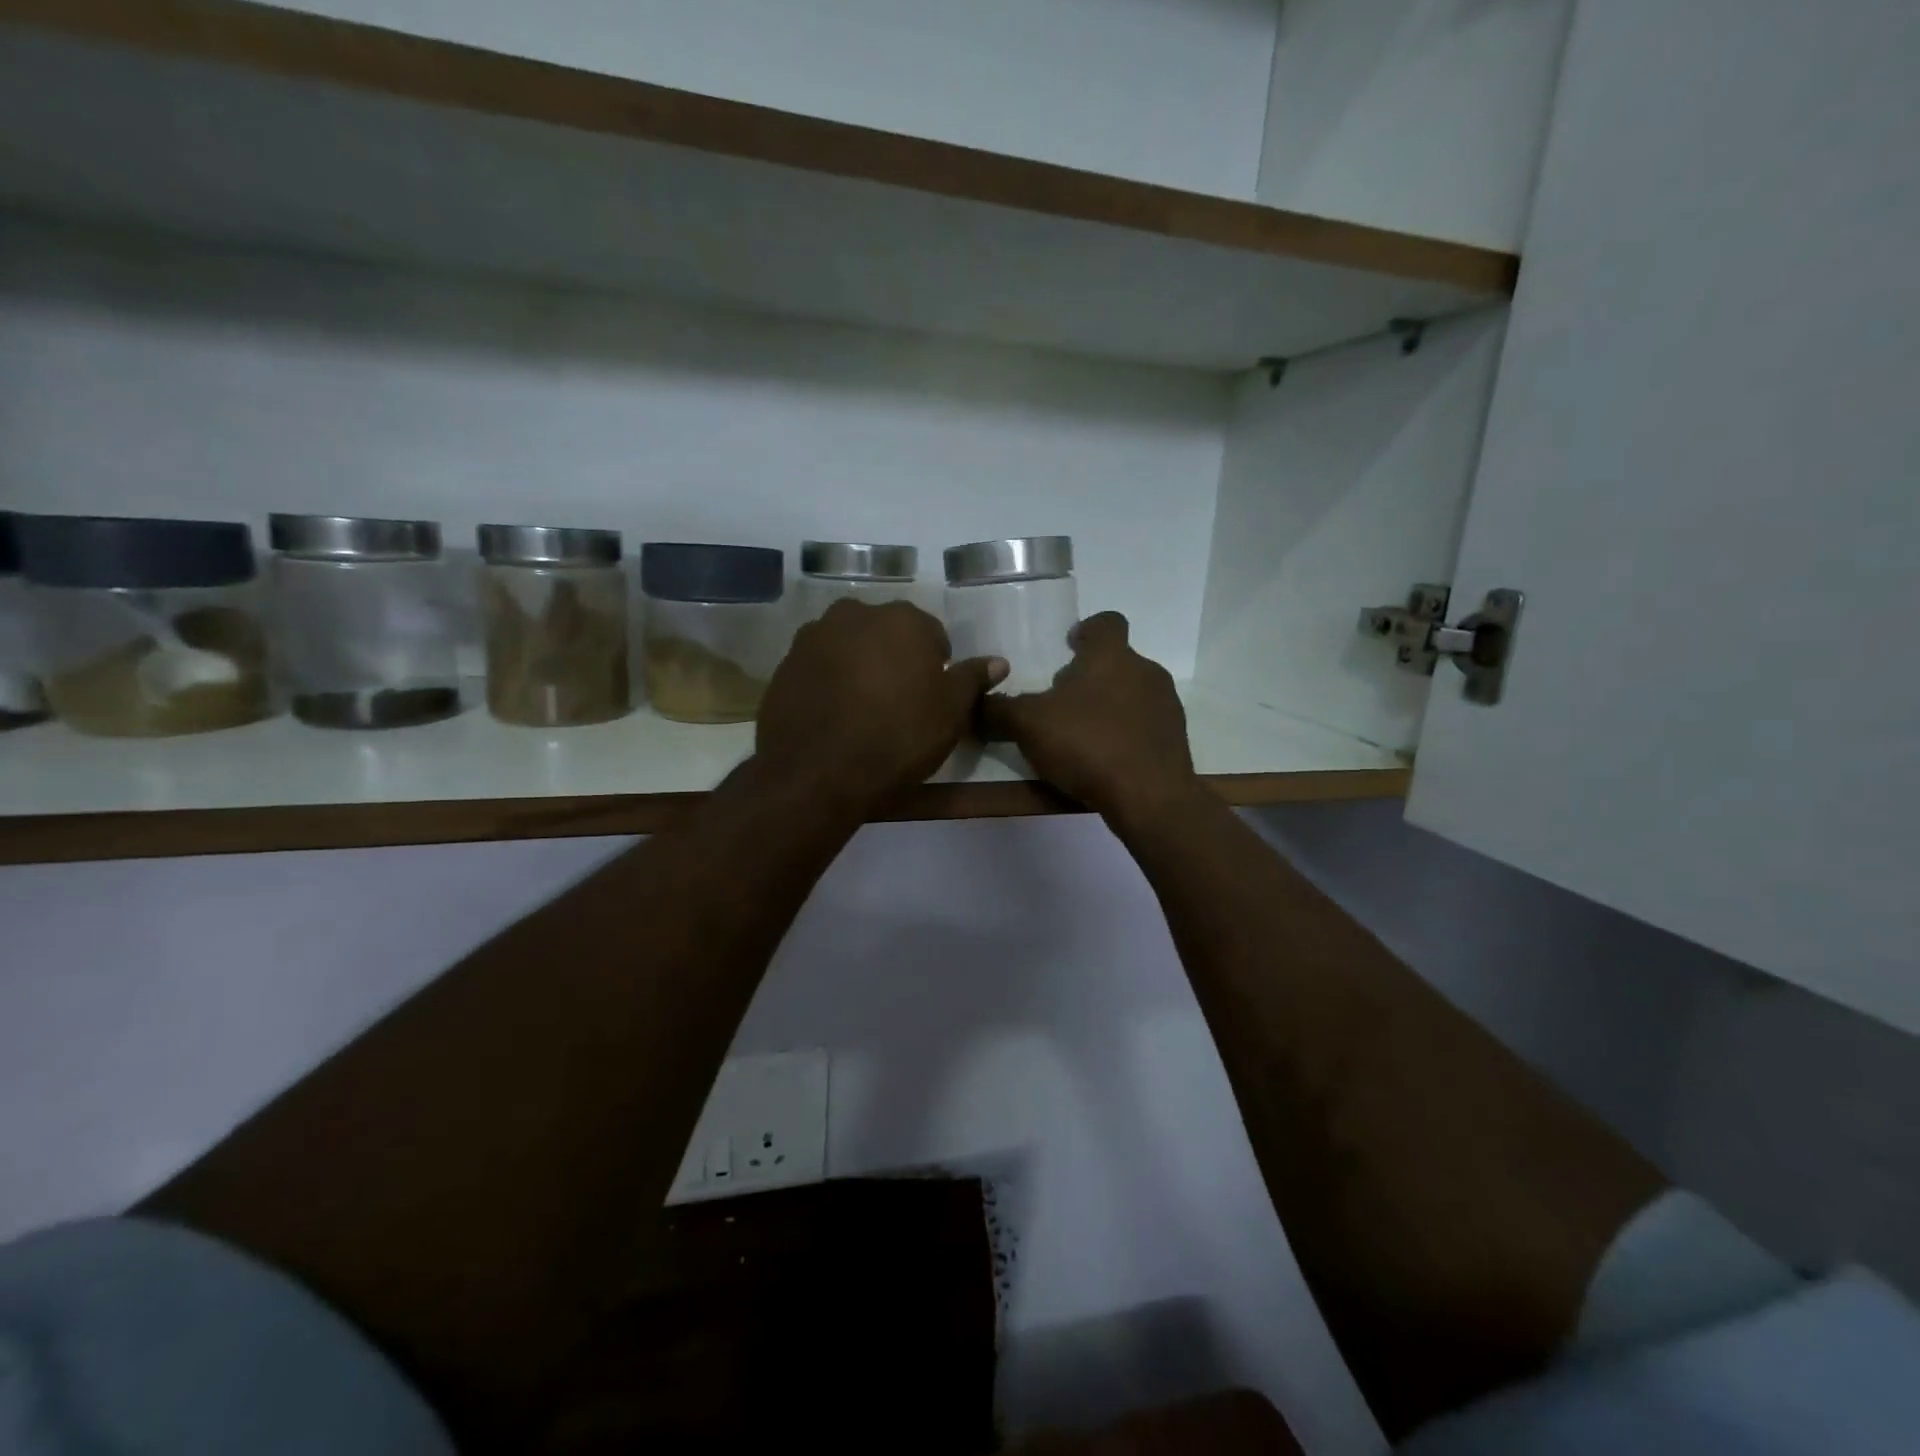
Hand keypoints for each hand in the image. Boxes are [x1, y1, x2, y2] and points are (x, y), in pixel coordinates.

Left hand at [757, 599, 1005, 804]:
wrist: (817, 771)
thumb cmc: (897, 737)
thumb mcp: (950, 713)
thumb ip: (972, 680)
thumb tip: (998, 662)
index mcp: (903, 620)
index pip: (932, 634)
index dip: (936, 666)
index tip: (931, 697)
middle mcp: (856, 614)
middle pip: (886, 633)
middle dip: (895, 659)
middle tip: (898, 702)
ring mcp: (814, 636)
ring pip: (849, 645)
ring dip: (859, 666)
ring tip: (863, 709)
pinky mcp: (785, 663)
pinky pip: (819, 666)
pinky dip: (829, 681)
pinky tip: (834, 714)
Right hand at [980, 612, 1198, 820]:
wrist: (1149, 797)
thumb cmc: (1088, 744)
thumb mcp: (1028, 725)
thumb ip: (999, 710)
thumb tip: (975, 703)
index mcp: (1111, 656)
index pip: (1106, 622)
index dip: (1087, 630)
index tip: (1069, 646)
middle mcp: (1145, 672)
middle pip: (1115, 662)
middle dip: (1089, 677)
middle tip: (1060, 703)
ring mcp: (1166, 706)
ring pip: (1131, 694)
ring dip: (1107, 707)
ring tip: (1080, 735)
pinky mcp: (1175, 740)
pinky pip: (1143, 726)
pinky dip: (1124, 734)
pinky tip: (1104, 760)